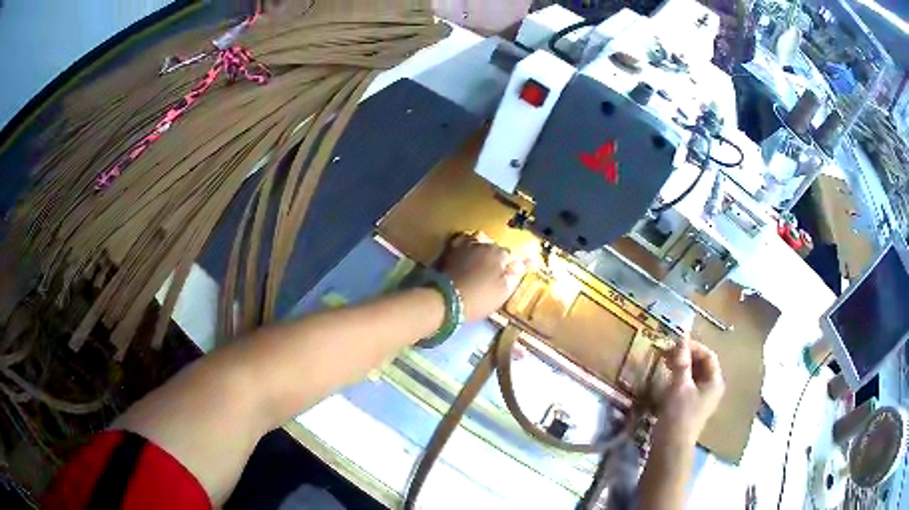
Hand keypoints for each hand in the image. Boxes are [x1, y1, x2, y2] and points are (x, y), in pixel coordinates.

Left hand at [437, 233, 526, 321]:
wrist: (445, 300)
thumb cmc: (479, 298)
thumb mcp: (503, 292)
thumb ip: (514, 276)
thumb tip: (521, 264)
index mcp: (498, 253)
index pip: (509, 256)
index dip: (509, 266)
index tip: (506, 276)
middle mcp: (482, 244)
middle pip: (493, 248)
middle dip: (494, 258)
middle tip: (490, 274)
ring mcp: (464, 245)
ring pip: (477, 244)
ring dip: (479, 252)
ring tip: (477, 265)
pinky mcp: (448, 250)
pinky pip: (460, 244)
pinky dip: (464, 248)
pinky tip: (464, 257)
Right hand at [655, 339, 724, 445]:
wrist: (671, 447)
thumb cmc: (679, 415)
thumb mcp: (679, 386)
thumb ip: (681, 362)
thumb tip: (681, 339)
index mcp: (715, 381)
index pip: (708, 356)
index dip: (693, 347)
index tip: (675, 343)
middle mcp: (712, 388)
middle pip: (701, 364)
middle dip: (685, 355)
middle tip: (667, 351)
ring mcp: (702, 398)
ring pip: (693, 374)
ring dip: (680, 365)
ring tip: (664, 361)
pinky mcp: (690, 406)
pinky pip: (687, 384)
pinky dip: (678, 376)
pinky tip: (666, 376)